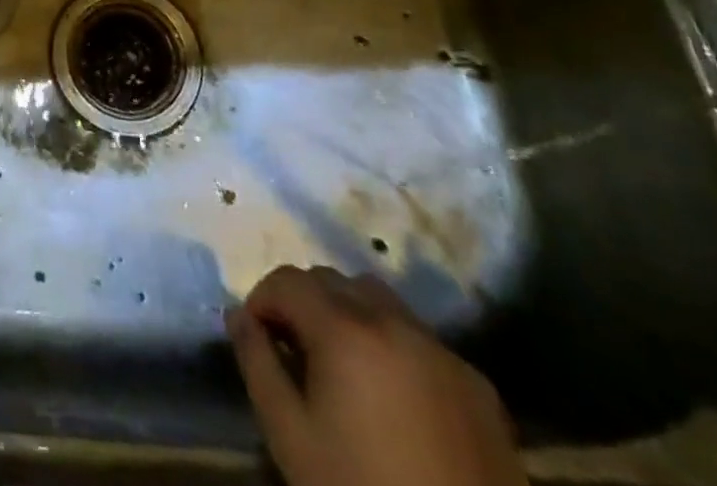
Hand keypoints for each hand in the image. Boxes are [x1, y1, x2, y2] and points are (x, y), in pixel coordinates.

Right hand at [227, 266, 525, 485]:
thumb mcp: (290, 436)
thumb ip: (257, 363)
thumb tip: (237, 315)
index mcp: (346, 328)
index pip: (288, 280)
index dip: (262, 300)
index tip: (257, 337)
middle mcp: (395, 321)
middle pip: (333, 281)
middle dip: (304, 303)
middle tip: (294, 350)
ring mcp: (442, 351)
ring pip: (380, 300)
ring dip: (350, 315)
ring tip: (343, 365)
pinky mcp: (479, 387)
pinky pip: (422, 340)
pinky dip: (395, 347)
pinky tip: (394, 397)